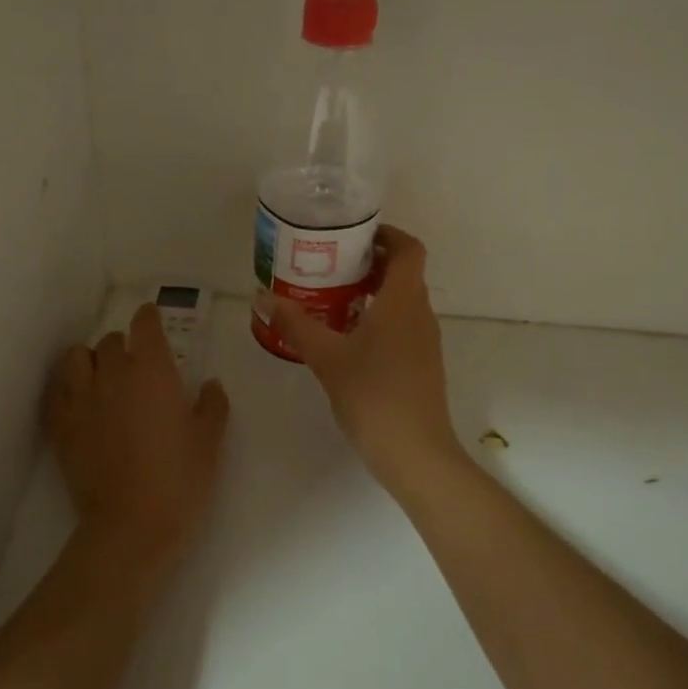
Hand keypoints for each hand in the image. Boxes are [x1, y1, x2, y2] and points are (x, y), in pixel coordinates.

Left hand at [46, 303, 230, 561]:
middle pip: (110, 340)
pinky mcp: (60, 426)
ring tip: (101, 379)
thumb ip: (212, 404)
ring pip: (74, 358)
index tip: (154, 324)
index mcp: (151, 370)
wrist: (132, 526)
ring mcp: (80, 400)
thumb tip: (209, 384)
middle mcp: (112, 374)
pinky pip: (55, 392)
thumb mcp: (210, 441)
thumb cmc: (180, 479)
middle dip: (124, 346)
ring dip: (88, 361)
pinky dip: (66, 389)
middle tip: (137, 368)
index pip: (144, 323)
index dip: (149, 319)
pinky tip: (79, 404)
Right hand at [270, 226, 463, 483]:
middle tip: (330, 263)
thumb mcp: (326, 357)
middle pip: (404, 272)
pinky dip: (378, 317)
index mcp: (403, 301)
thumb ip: (296, 324)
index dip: (387, 234)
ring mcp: (425, 342)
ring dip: (373, 291)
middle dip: (371, 262)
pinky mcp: (421, 365)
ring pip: (402, 300)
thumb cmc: (373, 396)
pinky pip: (402, 325)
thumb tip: (263, 296)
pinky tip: (347, 337)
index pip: (409, 249)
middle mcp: (420, 314)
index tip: (355, 234)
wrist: (416, 454)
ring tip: (332, 296)